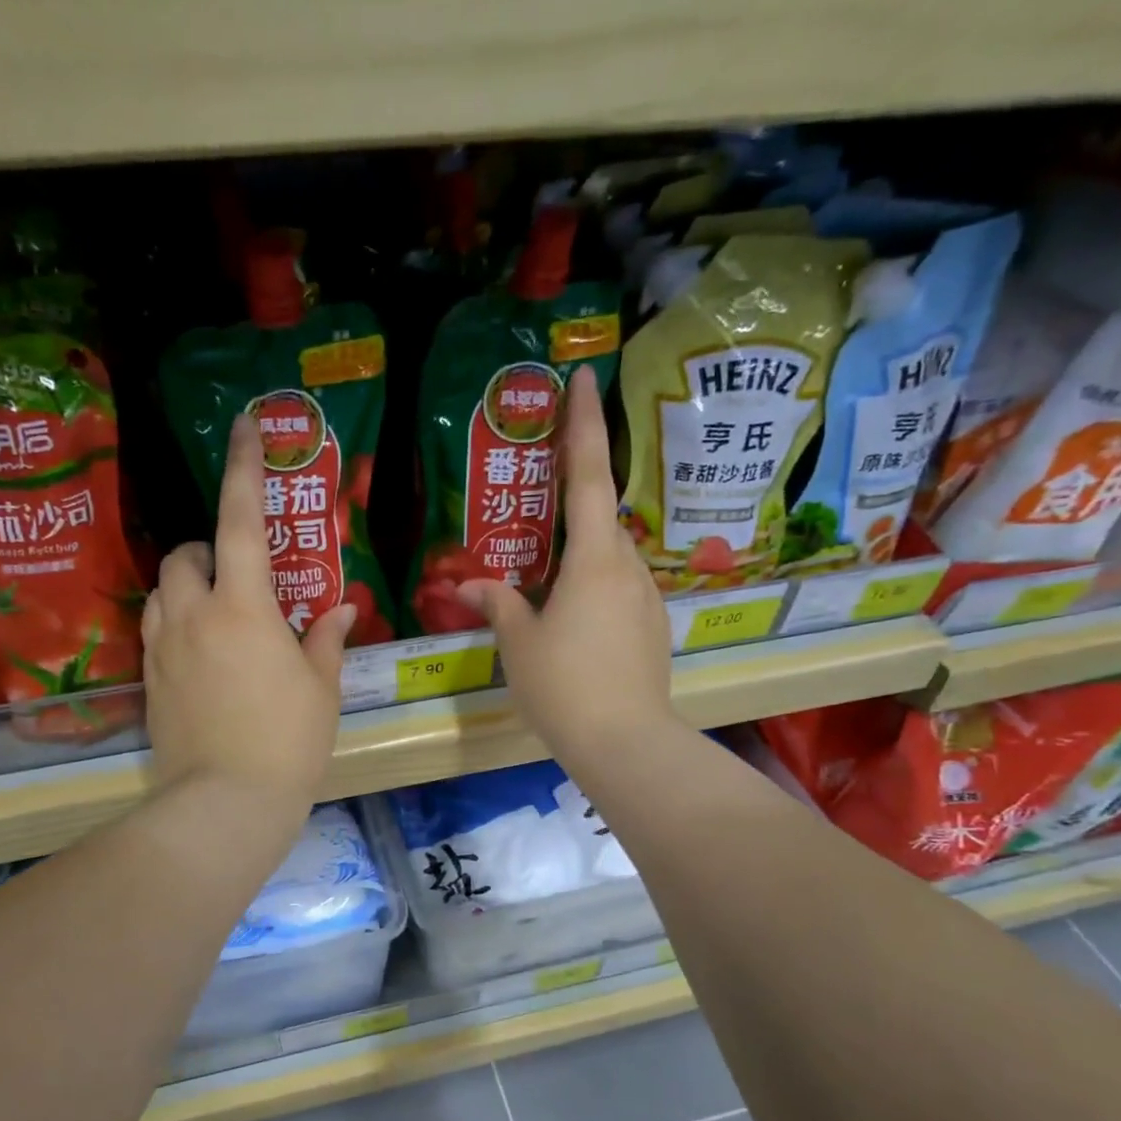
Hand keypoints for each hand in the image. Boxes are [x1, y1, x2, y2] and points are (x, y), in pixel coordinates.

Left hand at [142, 413, 354, 817]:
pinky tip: (202, 654)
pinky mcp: (149, 680)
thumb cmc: (288, 742)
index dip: (244, 469)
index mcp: (244, 609)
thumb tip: (339, 609)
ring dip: (188, 586)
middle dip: (208, 549)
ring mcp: (164, 648)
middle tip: (240, 576)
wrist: (226, 802)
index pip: (240, 522)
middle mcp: (194, 616)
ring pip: (162, 591)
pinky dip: (176, 622)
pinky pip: (156, 630)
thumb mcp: (321, 689)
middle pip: (185, 554)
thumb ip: (326, 639)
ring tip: (219, 614)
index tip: (245, 427)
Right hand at [459, 366, 673, 771]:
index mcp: (593, 560)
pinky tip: (575, 623)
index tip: (585, 378)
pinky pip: (620, 592)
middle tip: (540, 512)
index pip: (587, 476)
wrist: (625, 742)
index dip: (583, 424)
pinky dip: (596, 590)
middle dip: (574, 506)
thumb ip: (499, 605)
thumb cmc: (564, 686)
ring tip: (549, 586)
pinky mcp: (653, 628)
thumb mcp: (519, 644)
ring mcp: (647, 599)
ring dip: (582, 558)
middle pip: (601, 520)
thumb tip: (468, 585)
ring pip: (611, 560)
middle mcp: (628, 568)